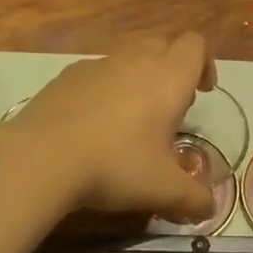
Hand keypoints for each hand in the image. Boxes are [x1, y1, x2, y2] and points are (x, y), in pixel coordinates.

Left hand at [9, 34, 216, 221]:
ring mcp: (97, 64)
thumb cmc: (115, 166)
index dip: (205, 63)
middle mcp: (134, 60)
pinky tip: (94, 123)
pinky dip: (105, 87)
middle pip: (163, 44)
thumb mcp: (164, 191)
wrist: (42, 157)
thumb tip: (210, 209)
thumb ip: (195, 199)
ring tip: (132, 117)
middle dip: (172, 67)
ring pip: (128, 56)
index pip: (195, 45)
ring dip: (138, 76)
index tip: (201, 92)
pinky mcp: (67, 75)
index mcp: (167, 78)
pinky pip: (97, 71)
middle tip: (170, 106)